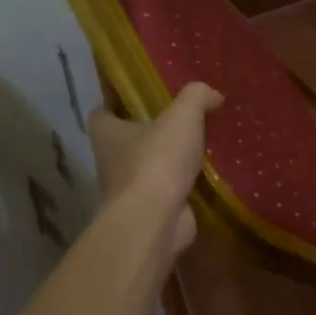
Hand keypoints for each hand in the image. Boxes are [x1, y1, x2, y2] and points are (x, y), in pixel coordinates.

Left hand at [88, 82, 221, 254]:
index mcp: (107, 133)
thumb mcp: (182, 116)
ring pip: (149, 167)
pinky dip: (184, 184)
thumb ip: (197, 97)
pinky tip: (209, 175)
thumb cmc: (157, 161)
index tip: (141, 97)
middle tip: (182, 120)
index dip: (118, 103)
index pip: (102, 112)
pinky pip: (169, 191)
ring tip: (202, 146)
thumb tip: (213, 94)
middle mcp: (111, 161)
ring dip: (170, 160)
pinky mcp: (151, 210)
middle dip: (151, 132)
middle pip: (127, 140)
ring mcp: (129, 190)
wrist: (155, 220)